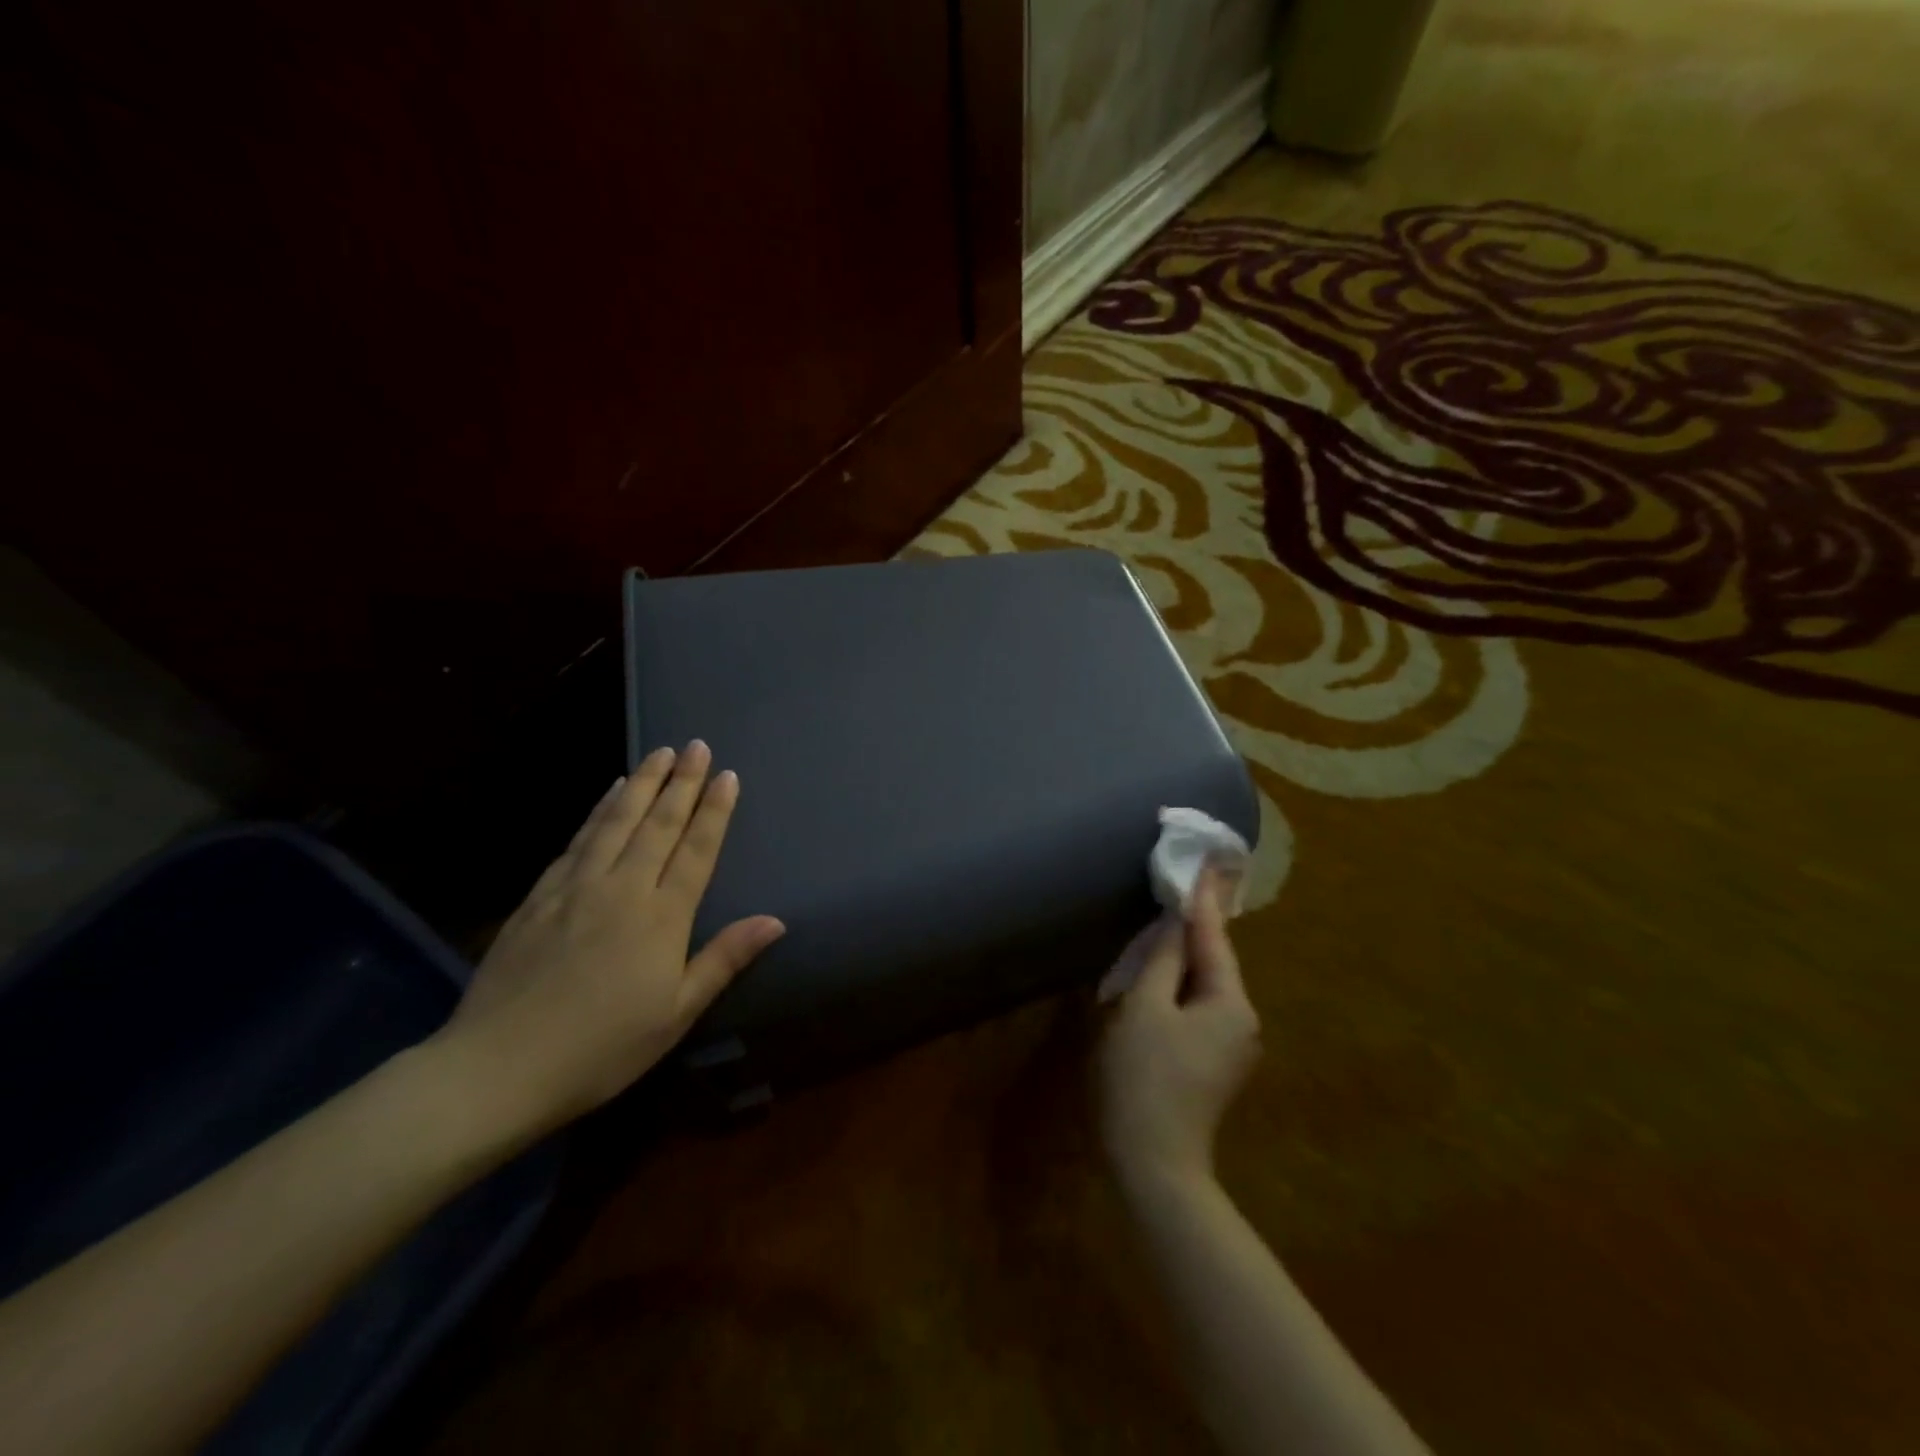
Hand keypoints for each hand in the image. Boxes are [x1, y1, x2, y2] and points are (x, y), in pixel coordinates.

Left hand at [431, 741, 784, 1134]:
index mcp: (661, 918)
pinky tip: (607, 795)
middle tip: (697, 745)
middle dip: (681, 782)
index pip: (695, 850)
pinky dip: (598, 810)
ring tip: (659, 753)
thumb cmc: (601, 1048)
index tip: (728, 775)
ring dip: (641, 783)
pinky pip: (578, 839)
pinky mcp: (539, 896)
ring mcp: (576, 887)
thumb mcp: (676, 1013)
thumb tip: (776, 921)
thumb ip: (725, 959)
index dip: (714, 811)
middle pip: (658, 824)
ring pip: (616, 821)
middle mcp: (621, 889)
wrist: (497, 1067)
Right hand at [1097, 868, 1260, 1192]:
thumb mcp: (1145, 1007)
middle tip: (1178, 888)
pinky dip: (1180, 986)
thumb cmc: (1144, 1077)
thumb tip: (1176, 920)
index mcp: (1231, 1003)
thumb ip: (1163, 959)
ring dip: (1184, 958)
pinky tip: (1161, 976)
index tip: (1204, 861)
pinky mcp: (1214, 1063)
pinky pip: (1198, 1008)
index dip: (1202, 899)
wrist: (1154, 1163)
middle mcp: (1243, 1021)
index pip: (1214, 937)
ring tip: (1165, 924)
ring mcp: (1232, 1046)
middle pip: (1214, 962)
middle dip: (1193, 929)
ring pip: (1205, 986)